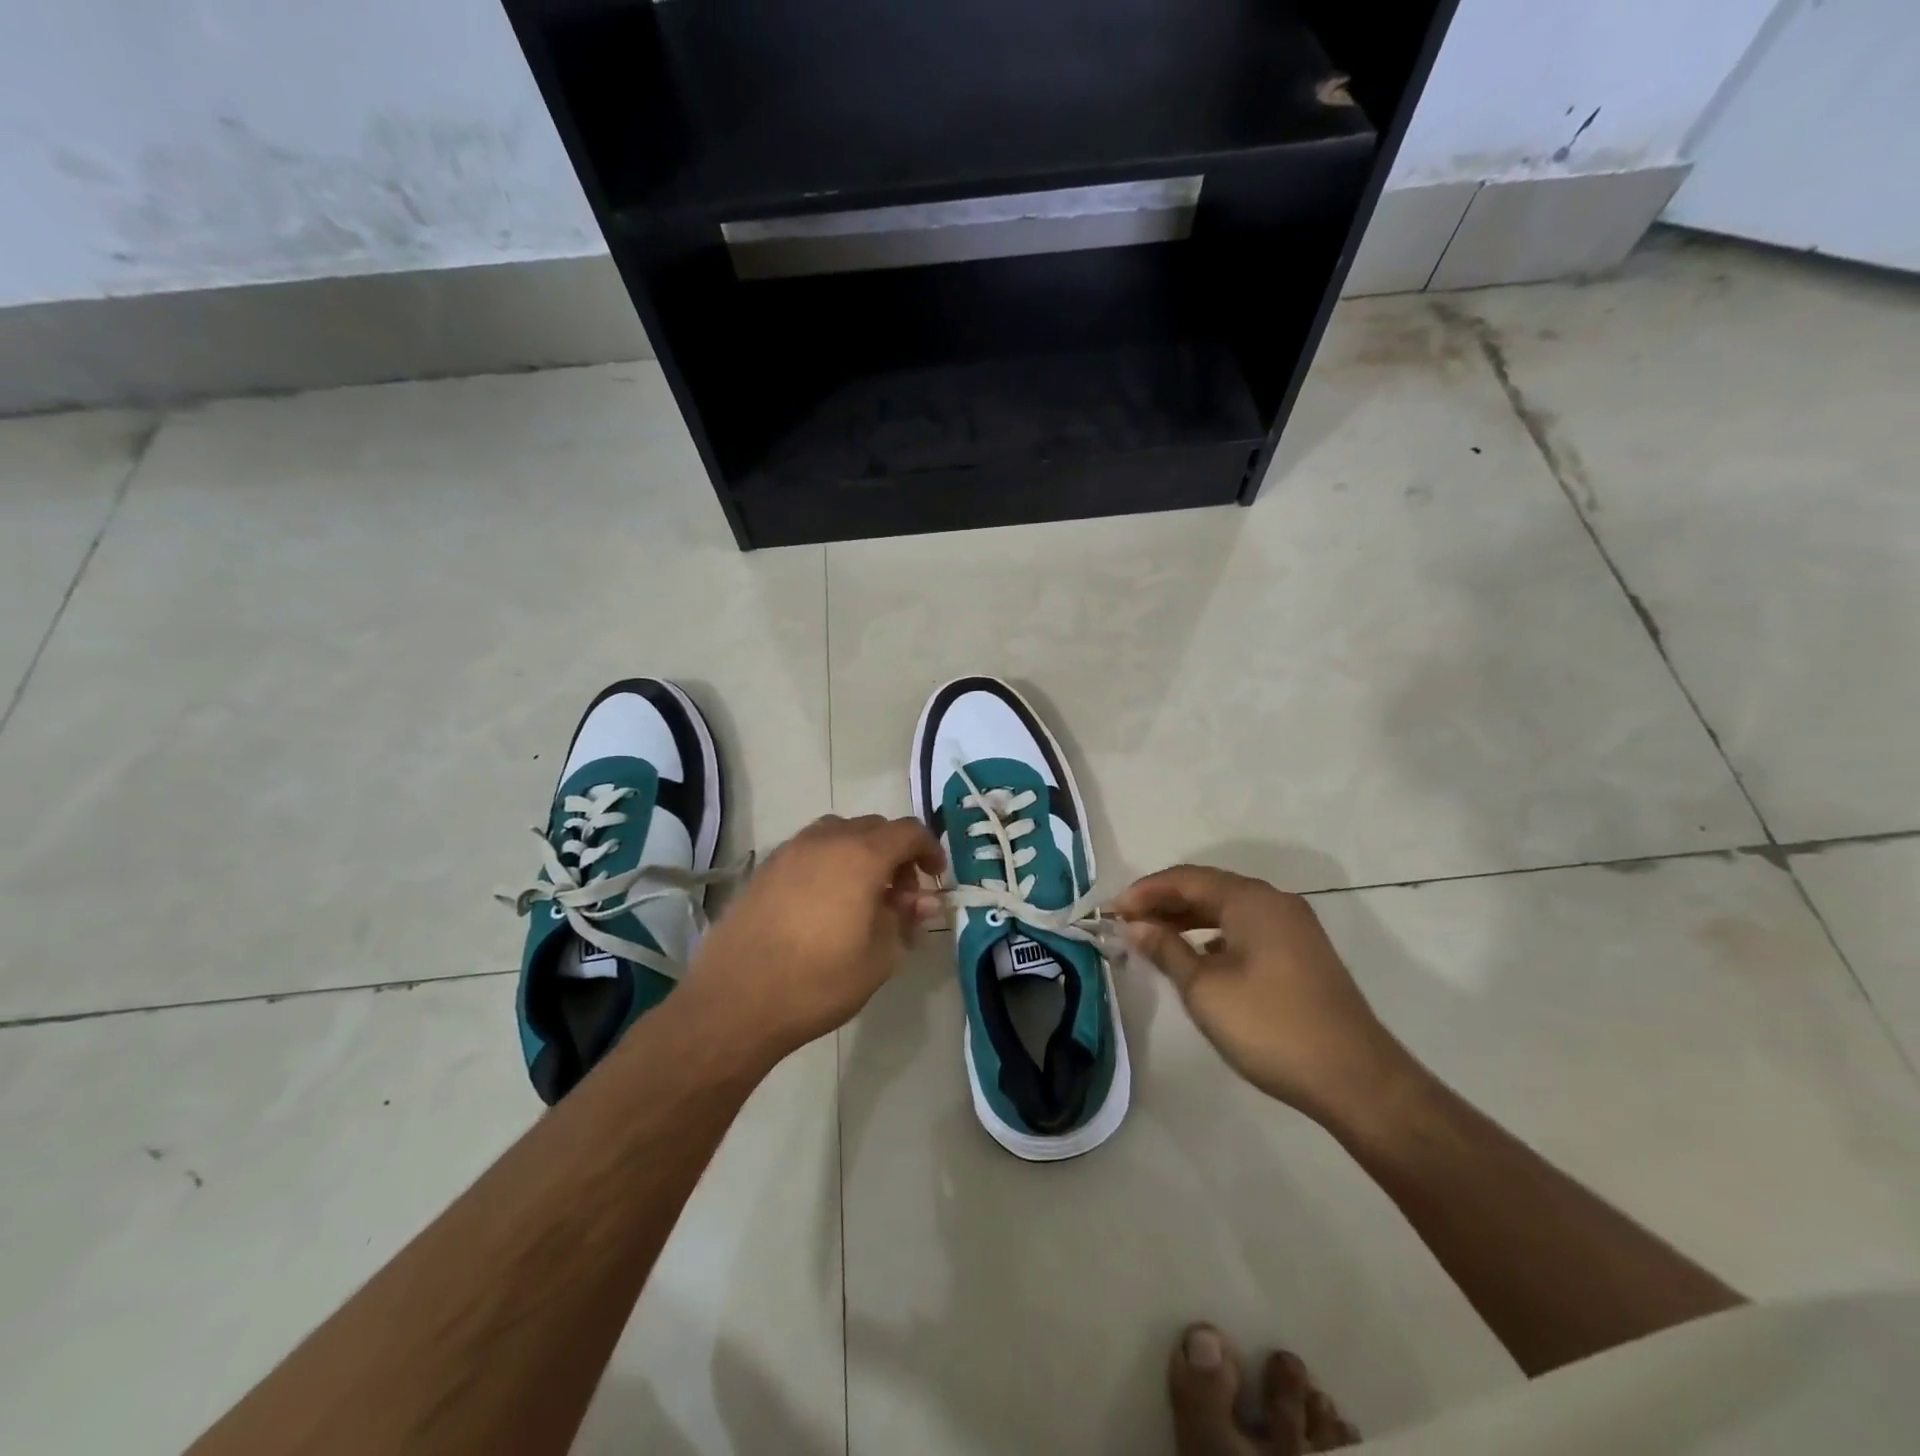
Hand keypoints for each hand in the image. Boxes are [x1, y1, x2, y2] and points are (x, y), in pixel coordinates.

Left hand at [686, 814, 943, 1062]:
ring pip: (839, 834)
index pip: (908, 831)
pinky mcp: (765, 868)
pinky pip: (810, 850)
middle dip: (896, 853)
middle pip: (874, 827)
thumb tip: (922, 901)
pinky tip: (826, 903)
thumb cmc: (818, 981)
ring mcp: (790, 850)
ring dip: (862, 853)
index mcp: (861, 855)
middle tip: (901, 895)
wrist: (736, 1001)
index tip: (935, 878)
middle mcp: (826, 840)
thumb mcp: (879, 957)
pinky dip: (830, 862)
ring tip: (863, 896)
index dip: (929, 850)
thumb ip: (904, 920)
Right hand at [1109, 865, 1411, 1122]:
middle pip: (1207, 889)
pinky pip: (1246, 929)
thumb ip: (1166, 949)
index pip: (1185, 878)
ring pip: (1228, 910)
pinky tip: (1198, 959)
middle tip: (1126, 924)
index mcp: (1250, 899)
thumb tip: (1136, 925)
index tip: (1110, 911)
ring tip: (1154, 939)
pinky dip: (1214, 936)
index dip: (1144, 891)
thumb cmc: (1270, 1026)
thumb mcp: (1204, 988)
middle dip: (1164, 903)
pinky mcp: (1302, 954)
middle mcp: (1274, 901)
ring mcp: (1293, 927)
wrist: (1355, 1079)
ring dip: (1188, 920)